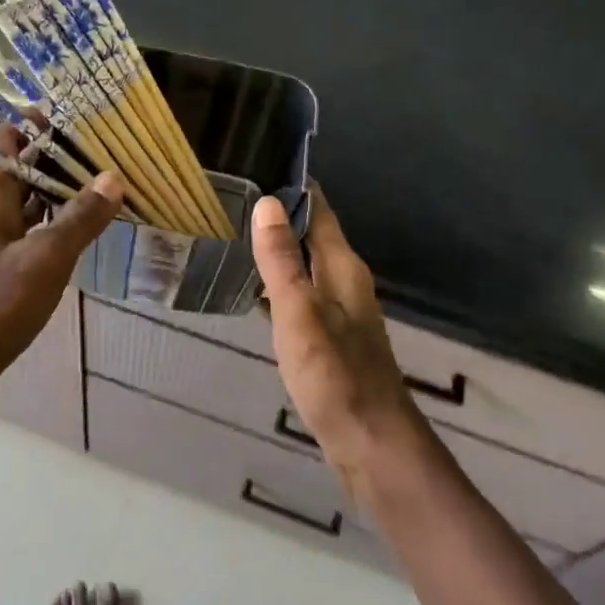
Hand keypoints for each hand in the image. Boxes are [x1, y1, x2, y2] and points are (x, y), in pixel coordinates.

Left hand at [0, 124, 123, 409]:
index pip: (7, 135)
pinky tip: (88, 234)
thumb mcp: (44, 260)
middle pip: (24, 166)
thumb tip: (113, 176)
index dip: (40, 123)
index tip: (83, 121)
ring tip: (111, 189)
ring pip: (31, 201)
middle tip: (111, 156)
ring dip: (64, 193)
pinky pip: (33, 233)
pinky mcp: (0, 269)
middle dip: (63, 158)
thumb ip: (80, 218)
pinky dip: (58, 226)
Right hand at [250, 191, 417, 473]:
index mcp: (342, 267)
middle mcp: (345, 282)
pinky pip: (302, 295)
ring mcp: (340, 311)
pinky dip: (280, 284)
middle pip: (313, 234)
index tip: (257, 161)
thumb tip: (267, 202)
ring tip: (236, 234)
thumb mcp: (299, 314)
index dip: (294, 186)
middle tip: (234, 196)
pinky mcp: (331, 338)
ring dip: (279, 250)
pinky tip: (254, 291)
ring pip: (306, 265)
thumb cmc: (334, 376)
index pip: (320, 209)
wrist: (370, 443)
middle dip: (280, 214)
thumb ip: (282, 260)